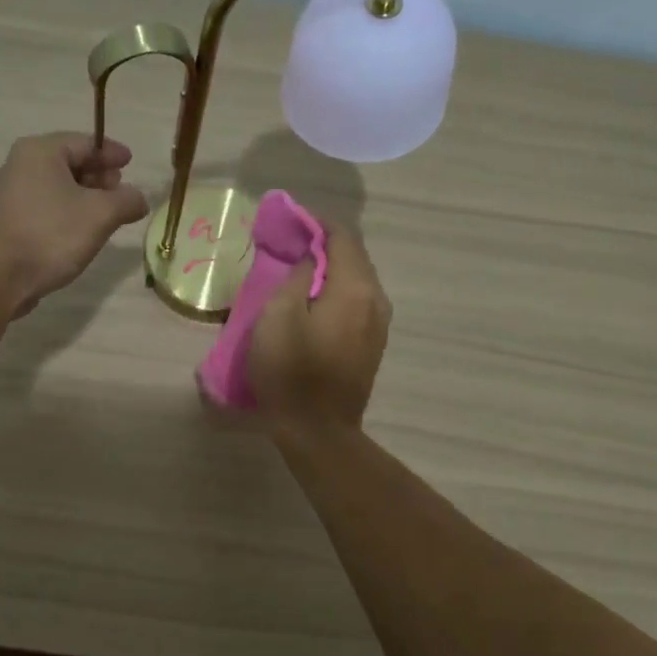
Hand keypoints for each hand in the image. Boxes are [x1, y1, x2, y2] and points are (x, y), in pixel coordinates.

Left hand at [0, 132, 149, 312]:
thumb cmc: (51, 235)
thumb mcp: (101, 215)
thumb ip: (127, 201)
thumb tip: (139, 199)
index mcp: (40, 151)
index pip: (85, 142)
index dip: (111, 153)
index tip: (131, 163)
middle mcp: (19, 164)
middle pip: (68, 161)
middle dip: (98, 175)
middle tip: (120, 191)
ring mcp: (8, 193)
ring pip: (56, 185)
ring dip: (83, 196)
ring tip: (105, 214)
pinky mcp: (6, 220)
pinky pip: (44, 205)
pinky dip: (65, 210)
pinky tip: (79, 230)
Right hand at [248, 226, 390, 435]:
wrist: (318, 431)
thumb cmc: (291, 372)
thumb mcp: (278, 316)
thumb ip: (296, 276)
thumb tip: (310, 257)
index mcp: (355, 288)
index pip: (342, 237)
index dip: (315, 224)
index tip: (288, 223)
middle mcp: (376, 300)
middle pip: (354, 257)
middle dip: (323, 246)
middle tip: (288, 247)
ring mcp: (378, 325)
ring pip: (357, 281)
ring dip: (330, 271)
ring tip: (298, 274)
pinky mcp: (371, 345)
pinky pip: (356, 303)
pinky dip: (336, 293)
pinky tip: (313, 303)